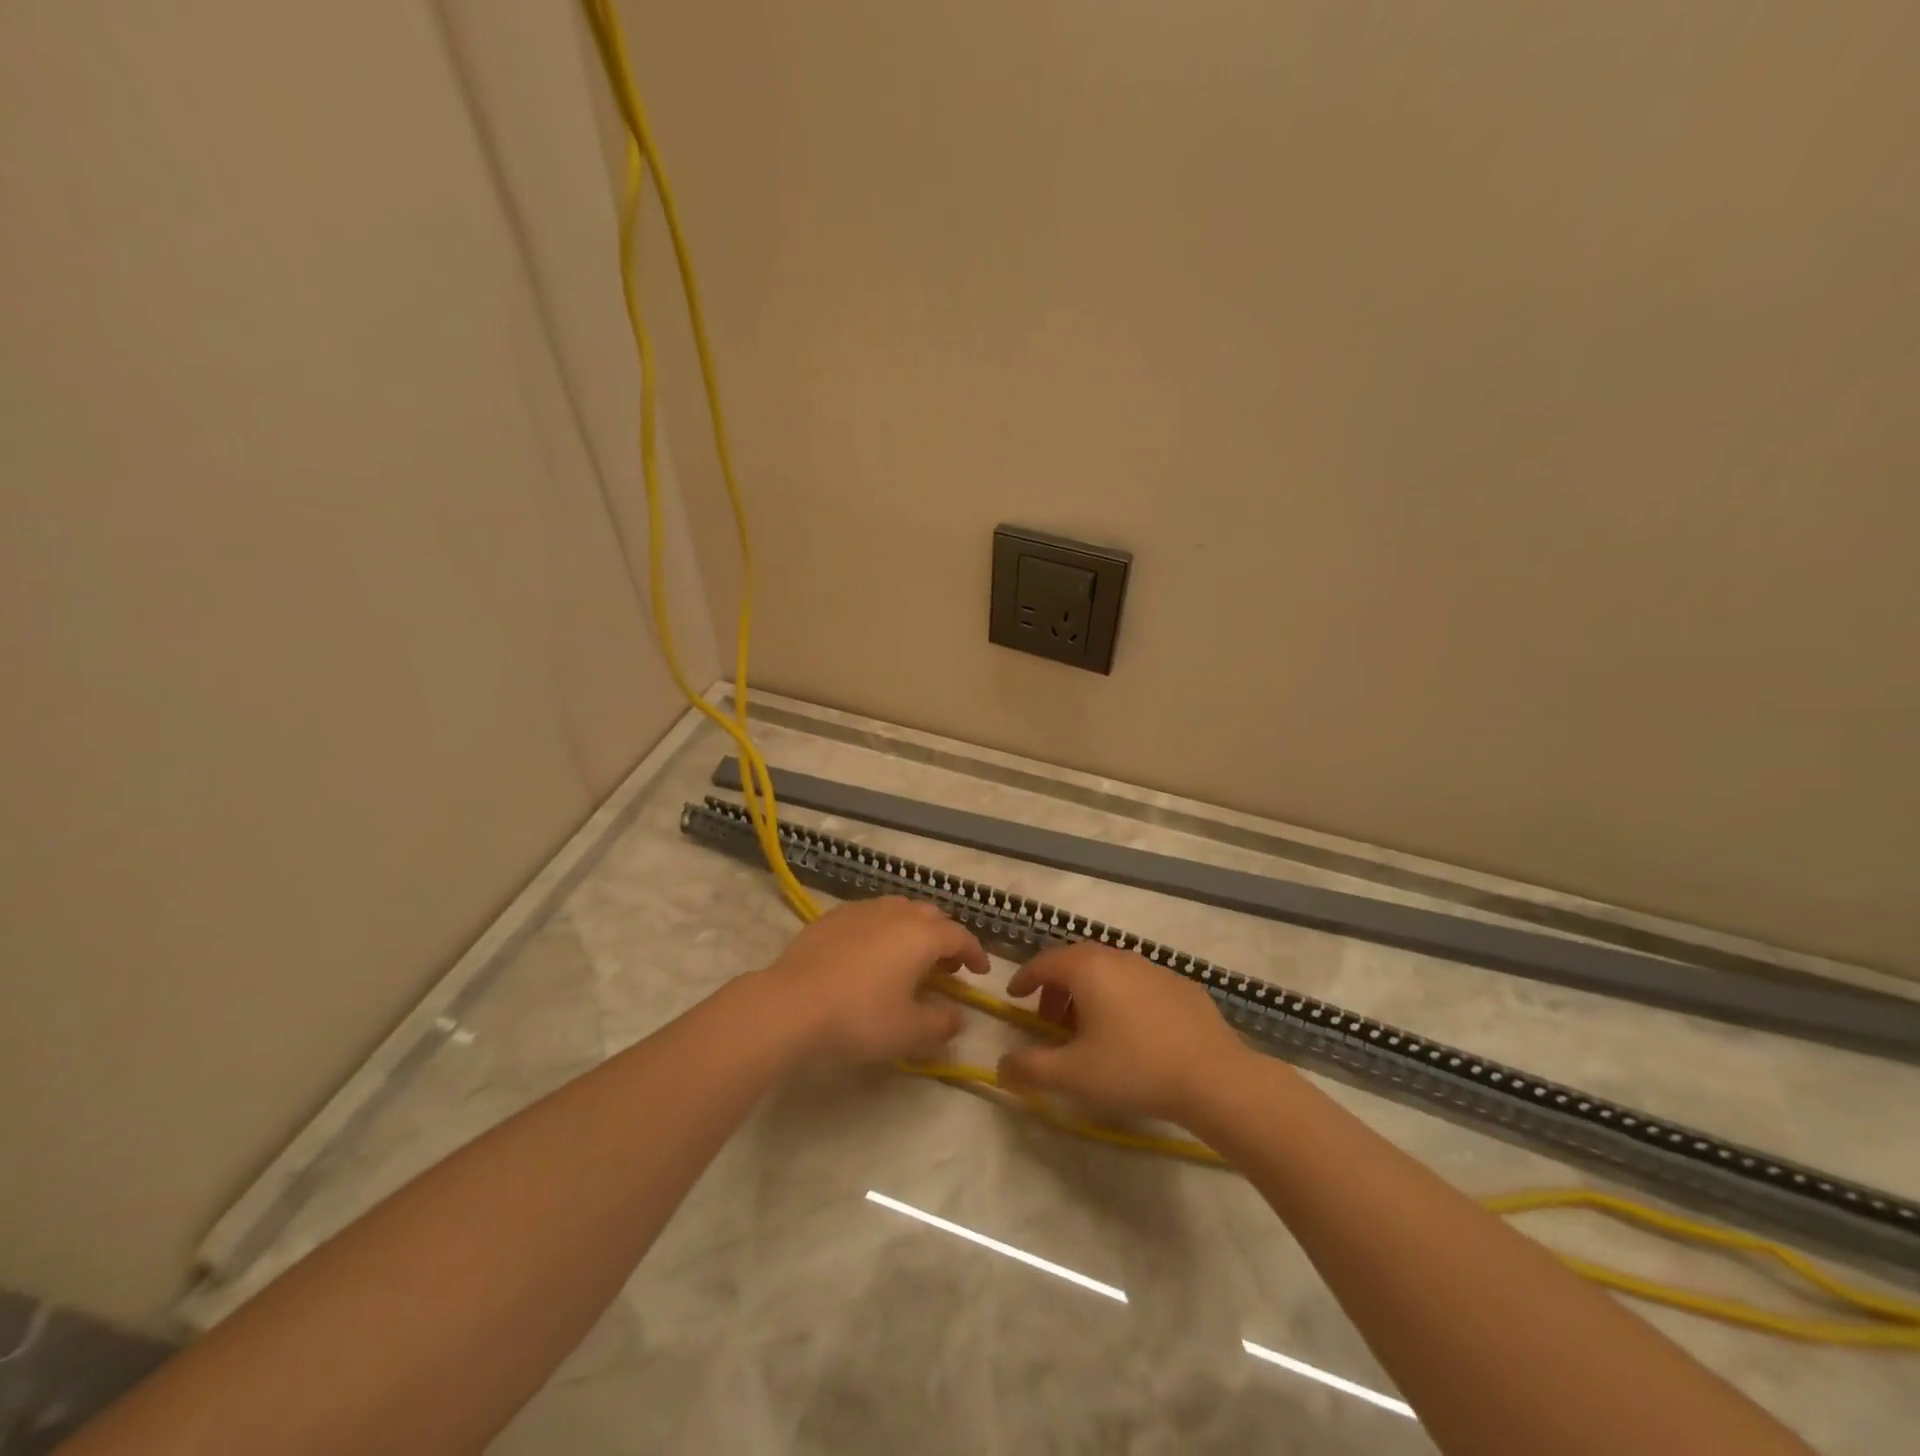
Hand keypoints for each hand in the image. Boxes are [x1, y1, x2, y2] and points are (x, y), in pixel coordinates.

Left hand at [759, 898, 988, 1063]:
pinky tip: (872, 953)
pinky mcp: (834, 916)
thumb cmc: (859, 1017)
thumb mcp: (908, 1031)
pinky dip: (884, 929)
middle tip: (947, 966)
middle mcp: (896, 913)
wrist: (792, 1004)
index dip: (975, 953)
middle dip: (946, 938)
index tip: (981, 971)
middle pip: (932, 916)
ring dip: (915, 929)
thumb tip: (959, 1016)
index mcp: (922, 935)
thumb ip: (942, 1023)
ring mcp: (862, 910)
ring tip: (910, 957)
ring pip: (900, 910)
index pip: (960, 936)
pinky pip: (871, 914)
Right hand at [997, 942, 1250, 1121]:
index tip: (1014, 997)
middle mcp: (1118, 957)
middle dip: (1056, 987)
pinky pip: (1137, 983)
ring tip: (1090, 1030)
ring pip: (1109, 970)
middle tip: (1049, 1019)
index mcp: (1088, 969)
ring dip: (1089, 993)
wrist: (1214, 1077)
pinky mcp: (1180, 985)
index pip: (1044, 962)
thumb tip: (1001, 1067)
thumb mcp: (1073, 1075)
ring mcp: (1153, 967)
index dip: (1024, 979)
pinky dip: (1121, 998)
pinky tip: (1132, 1032)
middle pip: (1075, 961)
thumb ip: (1030, 1068)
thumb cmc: (1135, 1069)